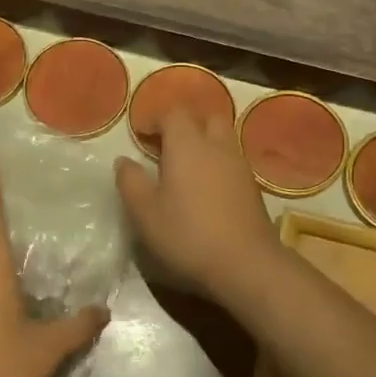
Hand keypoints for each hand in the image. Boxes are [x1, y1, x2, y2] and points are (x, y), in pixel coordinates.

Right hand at [114, 105, 279, 302]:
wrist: (246, 263)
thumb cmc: (187, 234)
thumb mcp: (144, 212)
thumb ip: (131, 181)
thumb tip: (123, 161)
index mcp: (187, 144)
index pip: (173, 113)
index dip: (154, 118)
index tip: (140, 134)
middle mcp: (217, 145)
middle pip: (204, 117)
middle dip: (184, 123)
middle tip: (165, 143)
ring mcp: (239, 165)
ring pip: (222, 137)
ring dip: (203, 142)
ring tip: (184, 166)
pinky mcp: (252, 186)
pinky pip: (231, 160)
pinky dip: (216, 162)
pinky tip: (205, 187)